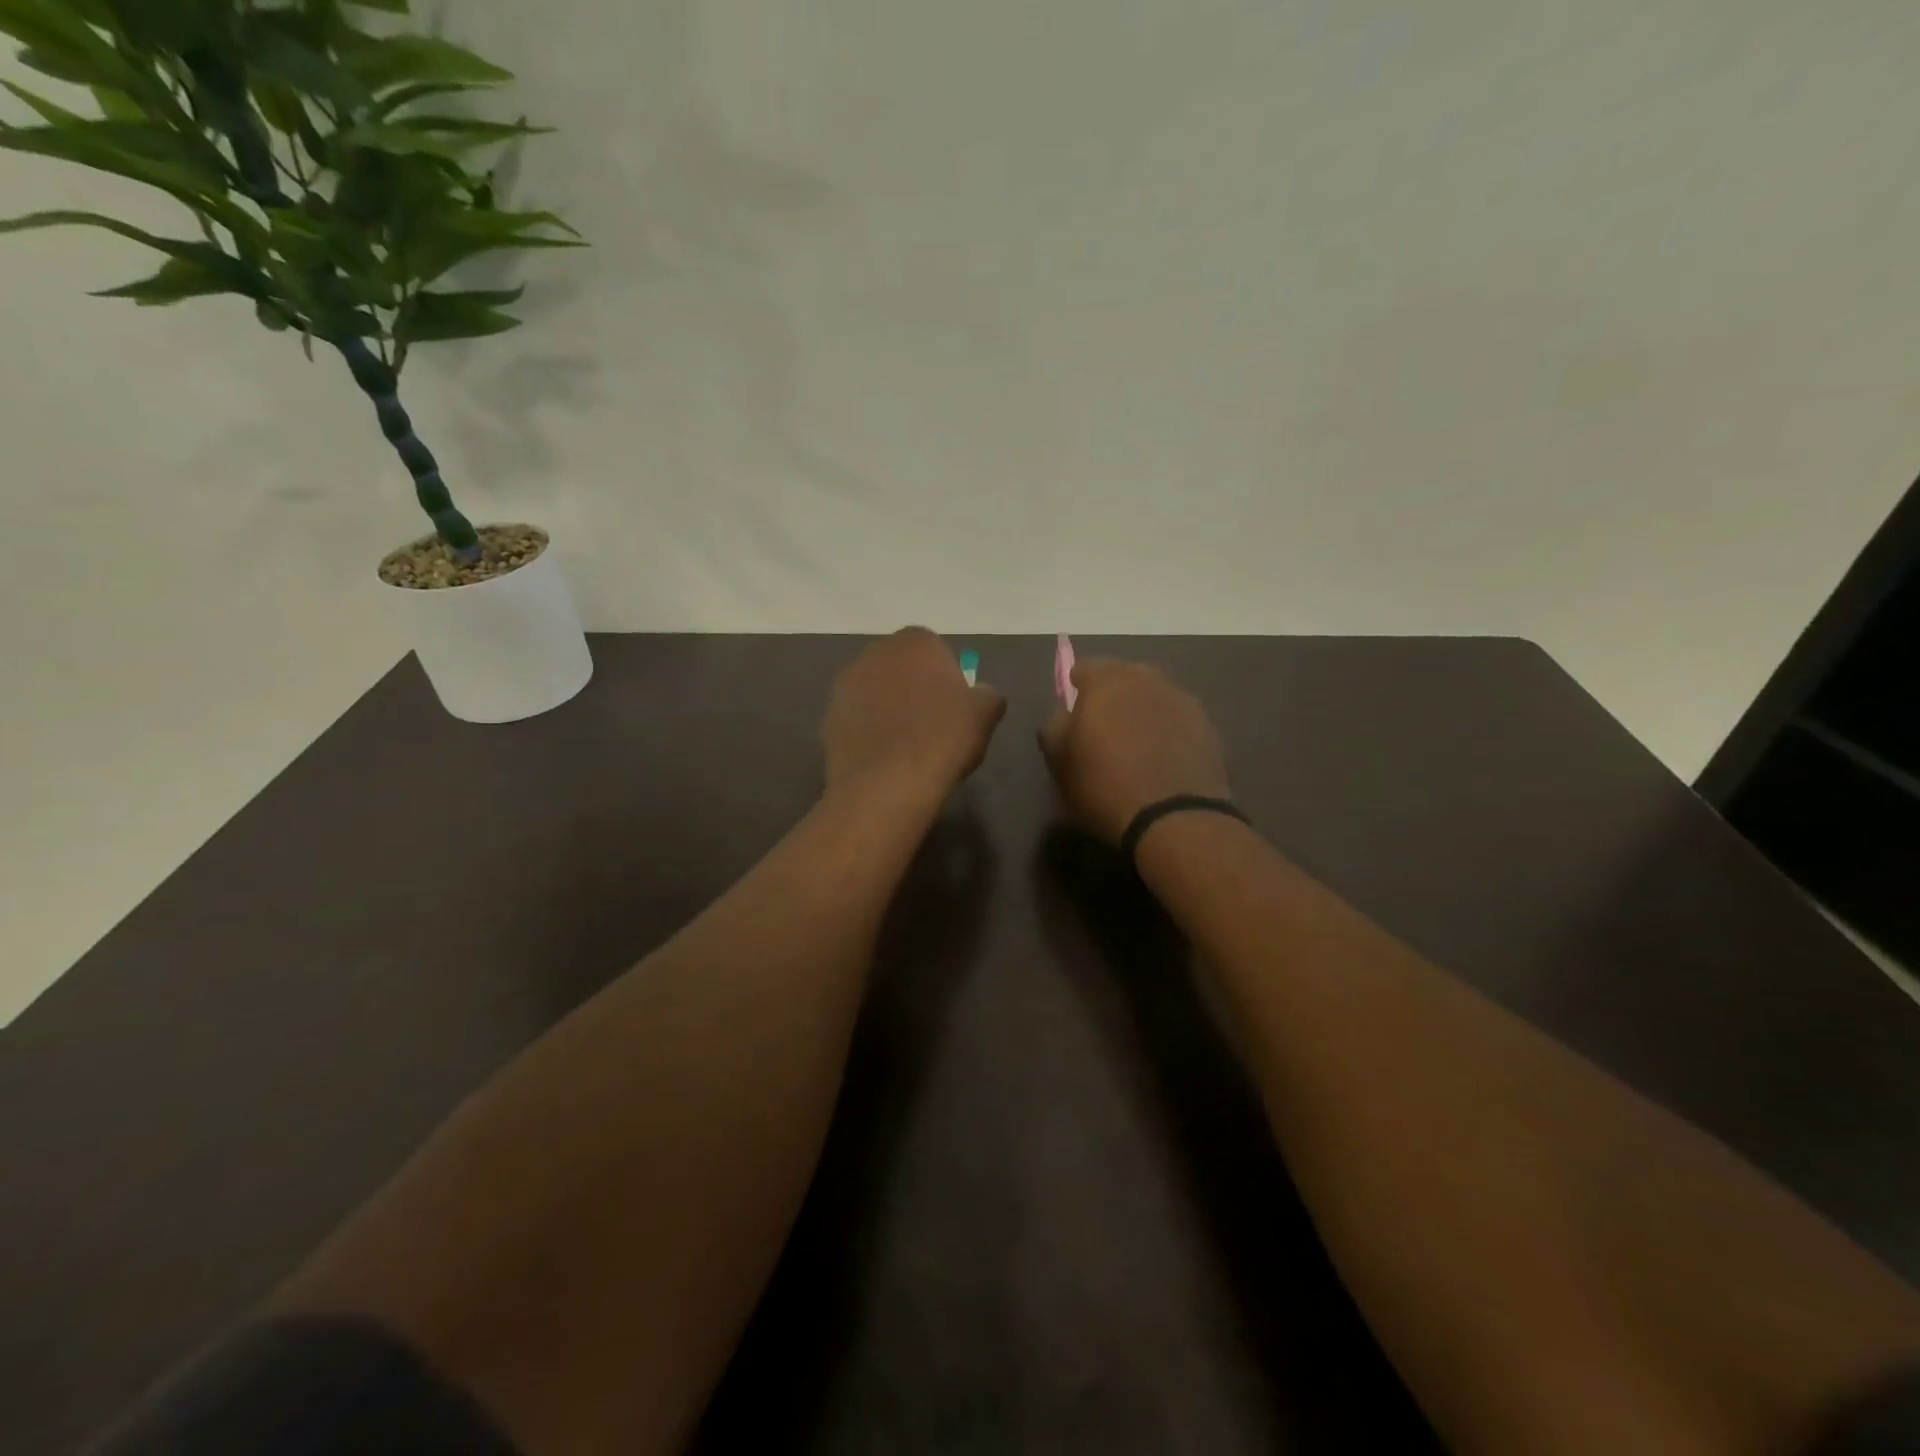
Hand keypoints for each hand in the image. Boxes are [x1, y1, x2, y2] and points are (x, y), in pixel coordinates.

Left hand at [823, 628, 1006, 808]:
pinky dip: (870, 732)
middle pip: (901, 668)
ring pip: (876, 693)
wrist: (886, 786)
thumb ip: (987, 694)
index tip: (955, 708)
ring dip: (890, 709)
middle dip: (915, 689)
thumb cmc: (943, 739)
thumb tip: (981, 694)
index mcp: (914, 641)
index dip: (947, 678)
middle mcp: (874, 653)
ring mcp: (845, 685)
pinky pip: (858, 720)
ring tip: (907, 746)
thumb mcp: (985, 713)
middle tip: (933, 726)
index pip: (935, 650)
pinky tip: (884, 759)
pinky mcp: (828, 718)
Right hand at [1039, 659, 1230, 844]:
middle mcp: (1147, 679)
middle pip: (1124, 677)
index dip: (1076, 689)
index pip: (1085, 668)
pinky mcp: (1208, 726)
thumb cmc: (1104, 786)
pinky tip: (1162, 758)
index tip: (1074, 714)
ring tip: (1137, 744)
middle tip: (1105, 727)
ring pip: (1154, 696)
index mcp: (1107, 681)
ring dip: (1143, 711)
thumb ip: (1055, 726)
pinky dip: (1168, 730)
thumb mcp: (1059, 761)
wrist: (1173, 818)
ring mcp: (1182, 700)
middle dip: (1113, 695)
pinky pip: (1177, 719)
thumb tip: (1065, 714)